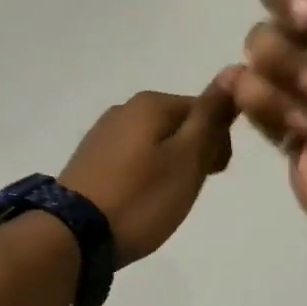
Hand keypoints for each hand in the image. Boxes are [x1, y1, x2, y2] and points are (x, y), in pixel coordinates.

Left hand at [59, 79, 238, 266]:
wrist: (73, 235)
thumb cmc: (141, 197)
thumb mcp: (187, 158)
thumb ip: (210, 116)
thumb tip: (234, 70)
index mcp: (151, 103)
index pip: (206, 109)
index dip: (218, 143)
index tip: (213, 175)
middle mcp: (124, 109)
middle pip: (179, 125)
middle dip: (193, 155)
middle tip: (186, 191)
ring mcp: (103, 134)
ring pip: (156, 143)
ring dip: (170, 167)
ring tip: (162, 201)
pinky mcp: (90, 160)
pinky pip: (132, 159)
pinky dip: (145, 176)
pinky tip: (139, 200)